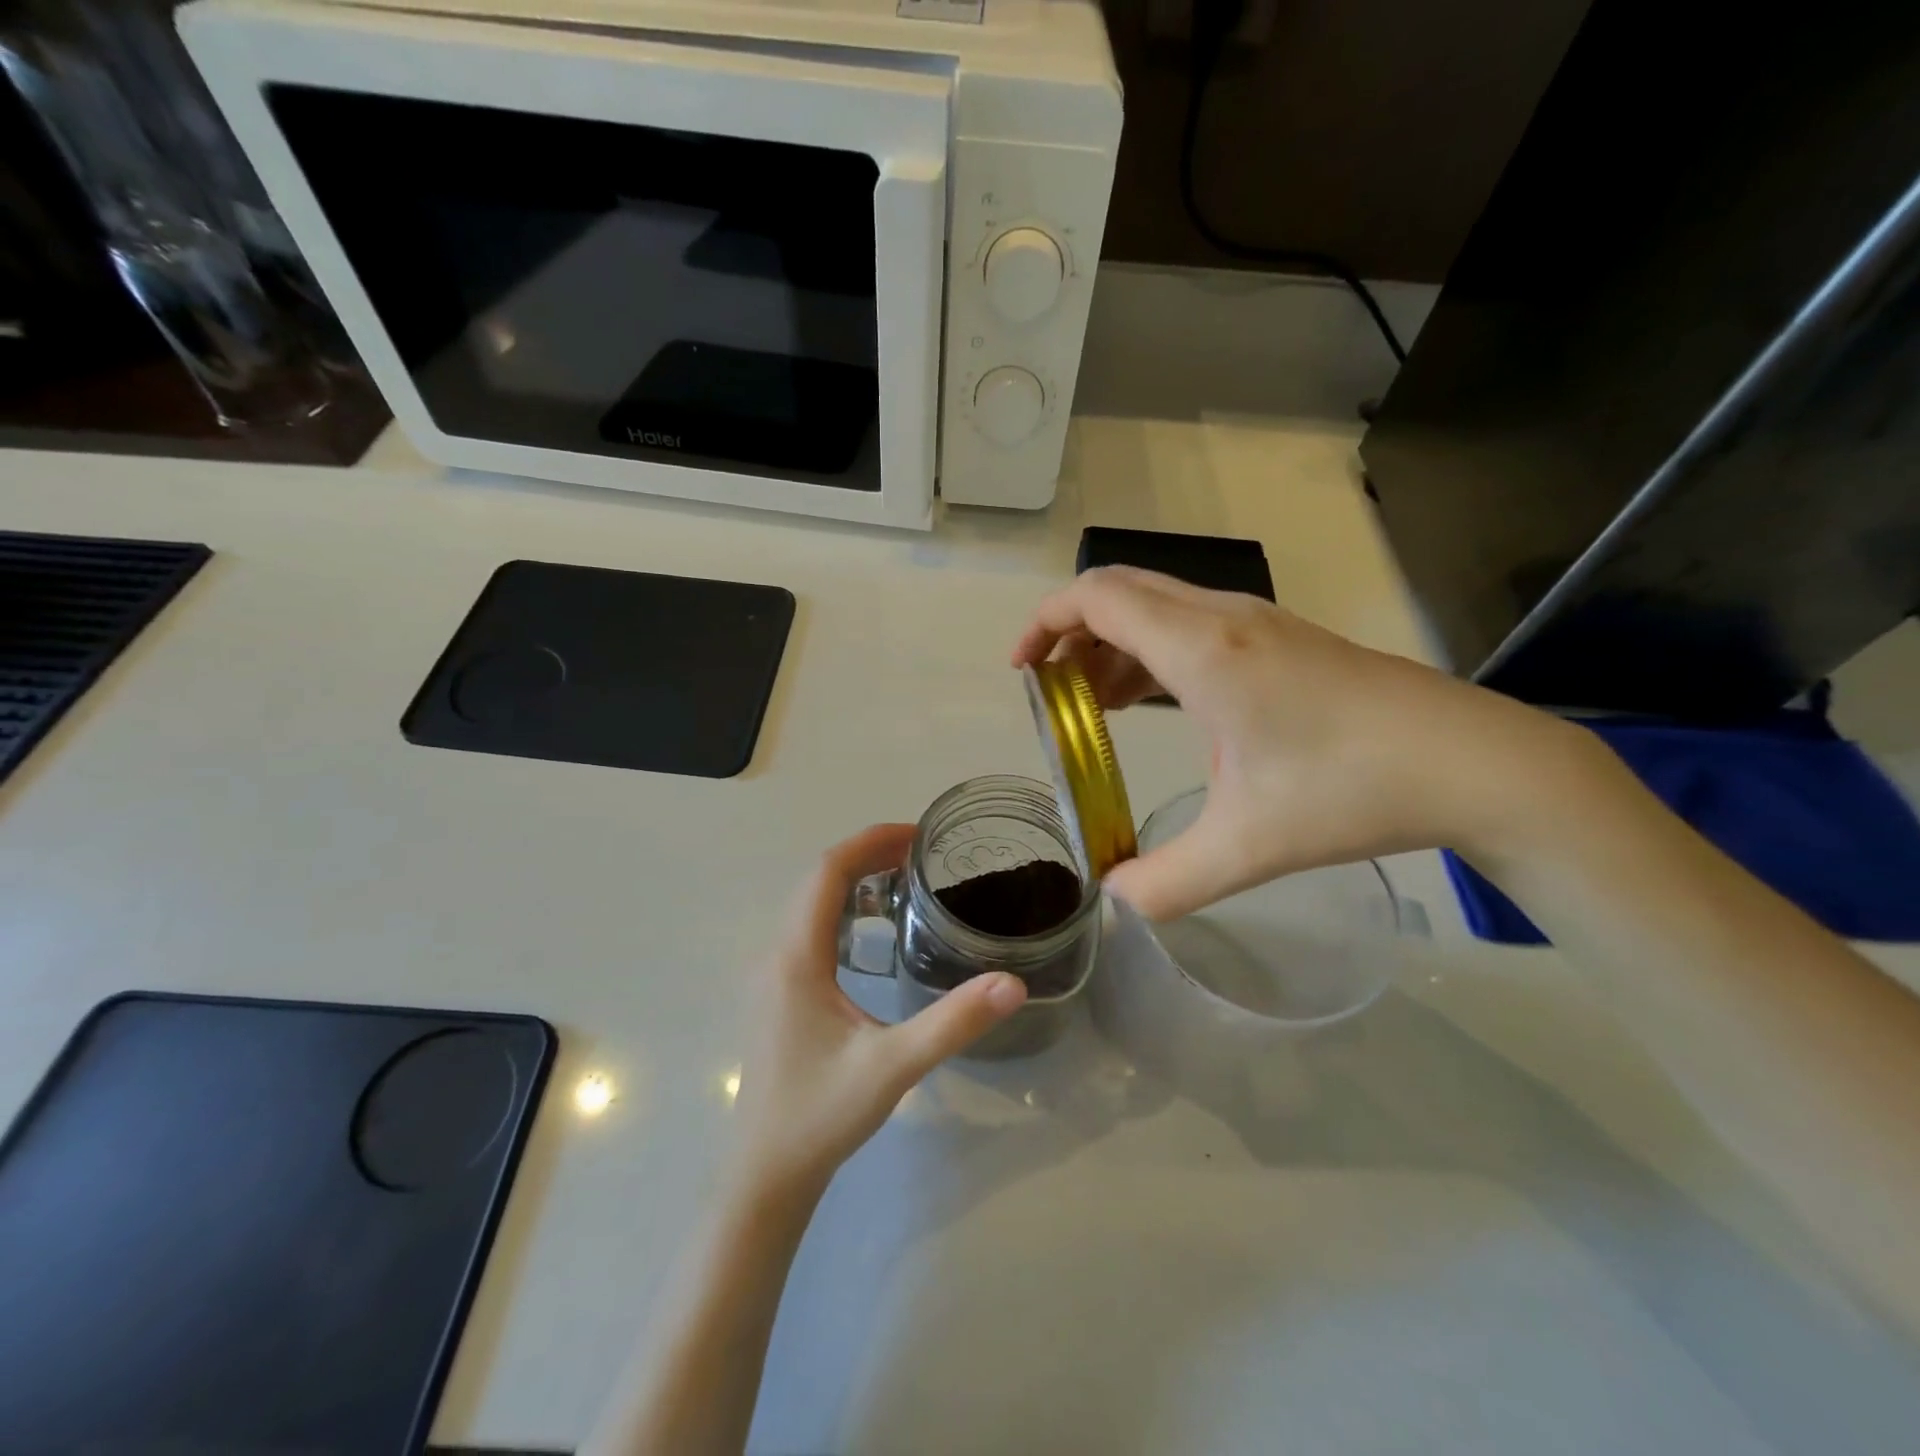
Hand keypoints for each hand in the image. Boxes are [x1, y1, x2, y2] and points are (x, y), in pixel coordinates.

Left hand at [731, 824, 1027, 1201]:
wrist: (765, 1176)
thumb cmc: (820, 1116)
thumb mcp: (893, 1066)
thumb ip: (953, 1022)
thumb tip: (1013, 982)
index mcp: (796, 956)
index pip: (827, 872)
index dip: (871, 842)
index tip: (918, 836)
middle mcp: (777, 954)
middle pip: (818, 881)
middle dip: (868, 856)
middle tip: (923, 856)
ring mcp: (773, 976)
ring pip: (810, 906)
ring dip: (854, 883)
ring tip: (906, 883)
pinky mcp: (778, 996)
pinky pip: (809, 932)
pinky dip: (844, 913)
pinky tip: (876, 937)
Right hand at [1013, 567, 1587, 919]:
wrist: (1472, 763)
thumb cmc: (1352, 791)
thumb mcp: (1248, 847)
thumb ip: (1167, 881)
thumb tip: (1116, 898)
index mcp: (1203, 651)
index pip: (1097, 599)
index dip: (1043, 624)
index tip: (1021, 672)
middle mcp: (1223, 619)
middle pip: (1119, 592)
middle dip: (1069, 633)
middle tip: (1050, 692)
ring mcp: (1257, 623)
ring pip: (1156, 608)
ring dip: (1111, 645)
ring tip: (1092, 708)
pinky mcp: (1280, 639)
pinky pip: (1189, 626)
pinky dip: (1150, 654)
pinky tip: (1152, 707)